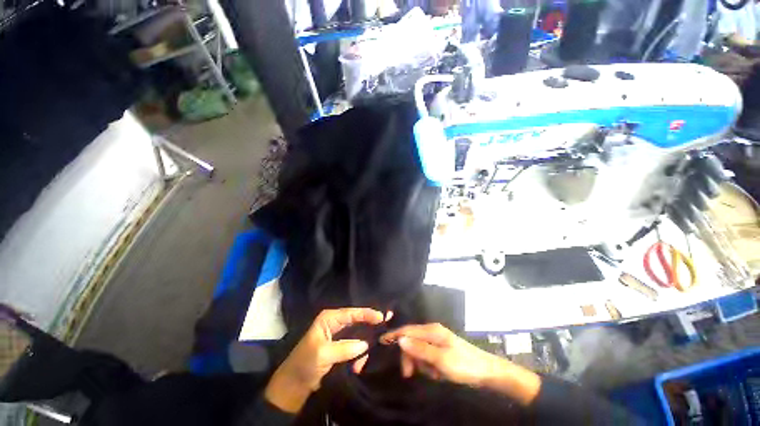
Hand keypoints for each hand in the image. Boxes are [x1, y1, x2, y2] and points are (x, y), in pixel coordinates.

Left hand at [264, 308, 388, 412]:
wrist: (294, 385)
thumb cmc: (305, 363)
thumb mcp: (323, 354)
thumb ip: (345, 347)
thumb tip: (366, 344)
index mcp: (329, 319)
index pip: (351, 313)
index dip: (367, 314)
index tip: (381, 317)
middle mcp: (336, 324)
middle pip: (357, 321)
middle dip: (369, 327)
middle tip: (384, 330)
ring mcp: (339, 336)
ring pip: (358, 335)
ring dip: (364, 346)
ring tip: (366, 358)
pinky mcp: (341, 348)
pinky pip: (355, 348)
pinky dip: (359, 356)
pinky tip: (359, 365)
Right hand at [380, 323, 541, 404]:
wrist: (487, 372)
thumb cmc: (463, 365)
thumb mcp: (440, 360)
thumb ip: (420, 349)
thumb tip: (400, 339)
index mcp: (431, 330)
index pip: (407, 330)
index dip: (394, 335)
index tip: (380, 341)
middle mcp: (432, 332)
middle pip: (412, 341)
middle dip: (410, 357)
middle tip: (409, 374)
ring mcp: (437, 341)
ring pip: (419, 351)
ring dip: (421, 364)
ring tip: (433, 374)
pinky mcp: (441, 350)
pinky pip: (427, 357)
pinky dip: (429, 366)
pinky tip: (438, 373)